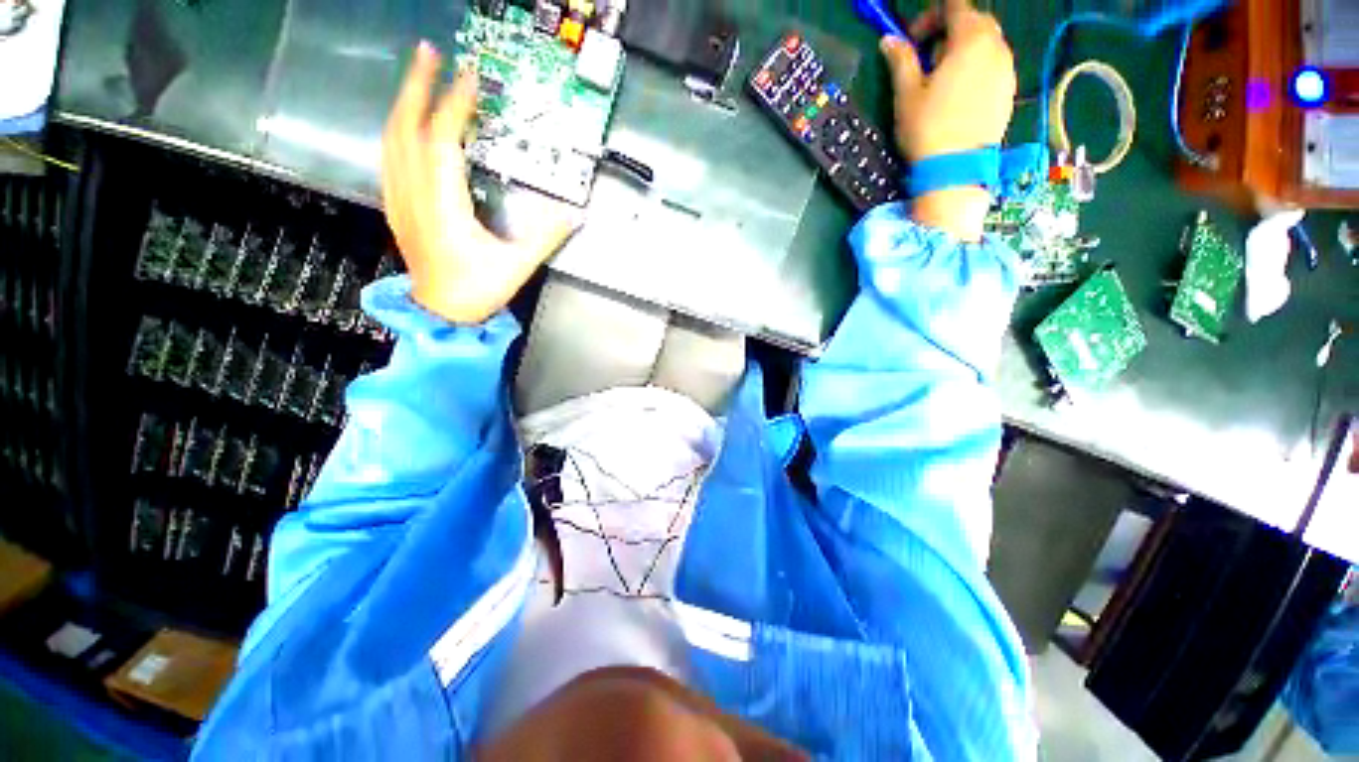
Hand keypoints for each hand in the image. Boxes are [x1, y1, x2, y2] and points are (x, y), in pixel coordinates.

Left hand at [382, 42, 576, 323]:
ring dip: (403, 102)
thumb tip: (575, 215)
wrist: (440, 313)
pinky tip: (406, 123)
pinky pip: (389, 157)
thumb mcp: (518, 265)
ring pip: (391, 139)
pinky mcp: (397, 207)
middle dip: (417, 85)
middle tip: (429, 52)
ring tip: (417, 77)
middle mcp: (415, 193)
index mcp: (443, 204)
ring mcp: (400, 199)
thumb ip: (546, 237)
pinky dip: (396, 130)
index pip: (443, 140)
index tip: (470, 77)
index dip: (455, 105)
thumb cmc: (477, 289)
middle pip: (407, 127)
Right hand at [880, 0, 1015, 240]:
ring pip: (987, 44)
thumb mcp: (907, 94)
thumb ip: (901, 60)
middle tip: (927, 59)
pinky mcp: (1009, 91)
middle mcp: (996, 47)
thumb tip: (889, 40)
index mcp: (970, 39)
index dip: (930, 16)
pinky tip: (959, 94)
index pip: (954, 6)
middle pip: (975, 21)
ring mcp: (1007, 69)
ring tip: (943, 79)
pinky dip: (977, 68)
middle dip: (950, 31)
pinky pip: (995, 66)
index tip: (912, 40)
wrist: (955, 169)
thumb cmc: (928, 128)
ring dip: (965, 50)